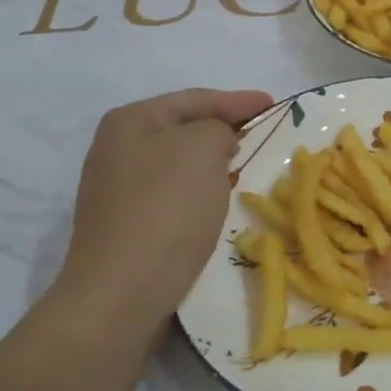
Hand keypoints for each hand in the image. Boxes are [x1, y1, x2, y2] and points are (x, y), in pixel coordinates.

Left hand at [52, 88, 272, 334]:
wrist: (122, 291)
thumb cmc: (166, 207)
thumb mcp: (203, 147)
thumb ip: (218, 128)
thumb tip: (216, 144)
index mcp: (130, 121)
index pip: (195, 99)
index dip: (238, 100)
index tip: (274, 104)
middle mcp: (116, 150)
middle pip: (184, 130)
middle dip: (225, 131)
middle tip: (264, 135)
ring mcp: (117, 191)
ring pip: (180, 165)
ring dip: (214, 165)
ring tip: (249, 168)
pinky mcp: (126, 226)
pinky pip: (174, 196)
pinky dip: (201, 193)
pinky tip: (221, 202)